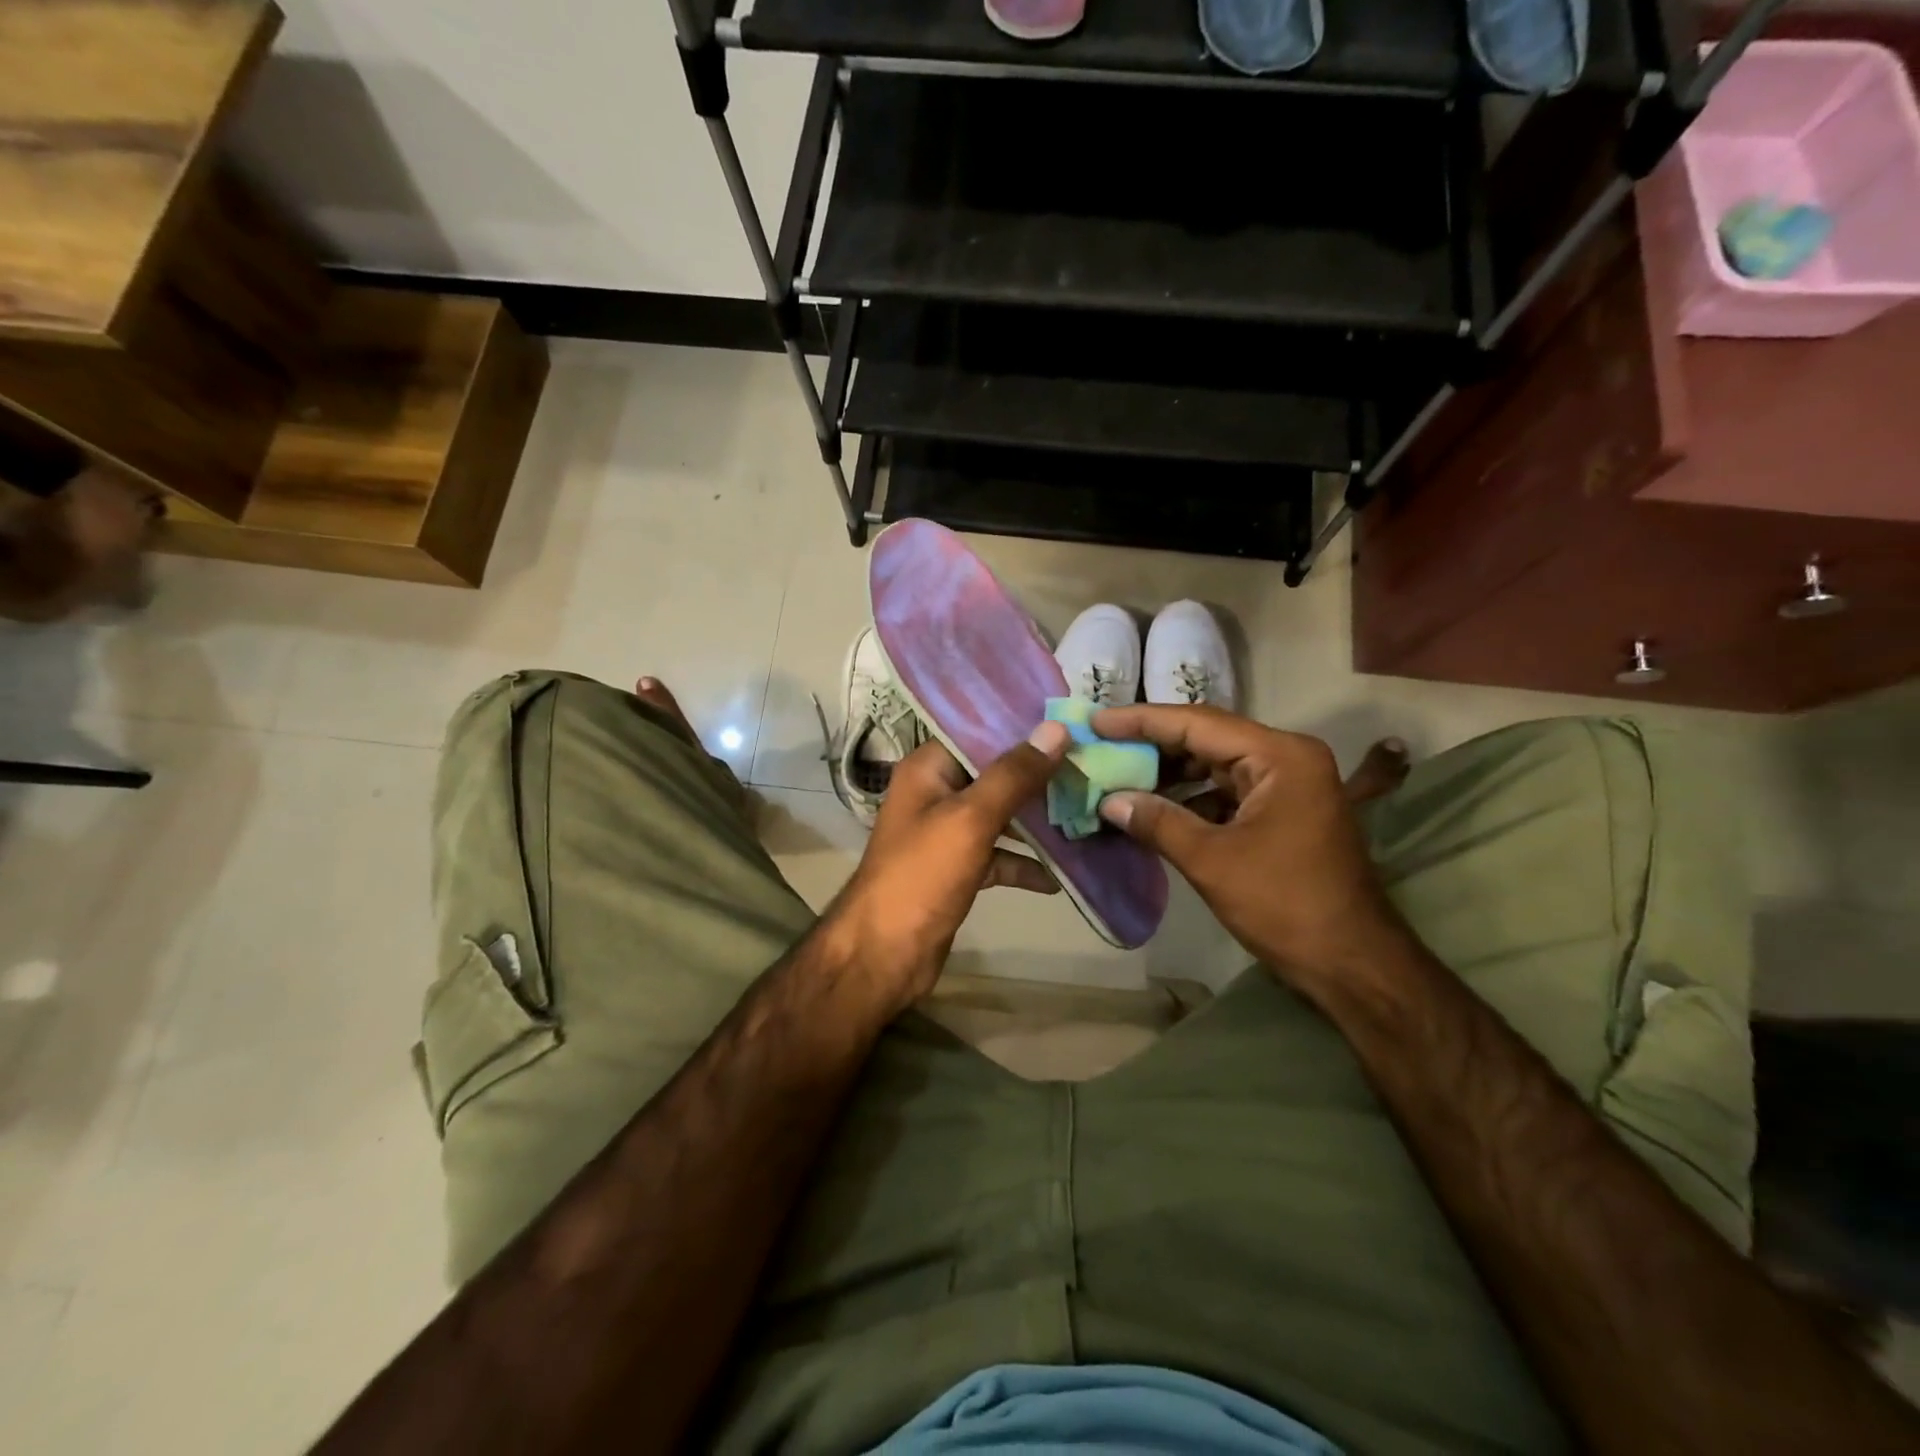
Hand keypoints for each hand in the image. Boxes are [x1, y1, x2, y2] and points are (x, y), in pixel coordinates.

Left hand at [824, 722, 1069, 1008]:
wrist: (885, 953)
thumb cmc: (922, 875)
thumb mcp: (971, 818)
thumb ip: (1013, 775)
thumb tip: (1056, 729)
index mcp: (928, 769)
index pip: (978, 732)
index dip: (1021, 726)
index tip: (1071, 722)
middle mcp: (936, 794)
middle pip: (994, 773)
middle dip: (1039, 773)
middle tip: (1091, 764)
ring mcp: (947, 834)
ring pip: (1000, 815)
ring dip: (1037, 819)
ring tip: (1088, 811)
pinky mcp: (958, 870)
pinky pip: (998, 855)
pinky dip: (1024, 863)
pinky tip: (1059, 876)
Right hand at [1091, 704, 1407, 985]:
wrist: (1352, 963)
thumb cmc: (1285, 905)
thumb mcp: (1212, 861)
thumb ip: (1157, 822)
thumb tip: (1109, 800)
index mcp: (1279, 756)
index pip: (1197, 723)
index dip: (1141, 721)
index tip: (1096, 722)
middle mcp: (1286, 758)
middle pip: (1206, 738)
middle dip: (1151, 745)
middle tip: (1100, 747)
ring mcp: (1286, 785)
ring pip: (1213, 765)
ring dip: (1167, 774)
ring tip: (1116, 776)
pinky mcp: (1281, 812)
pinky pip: (1224, 791)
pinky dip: (1188, 799)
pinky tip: (1151, 809)